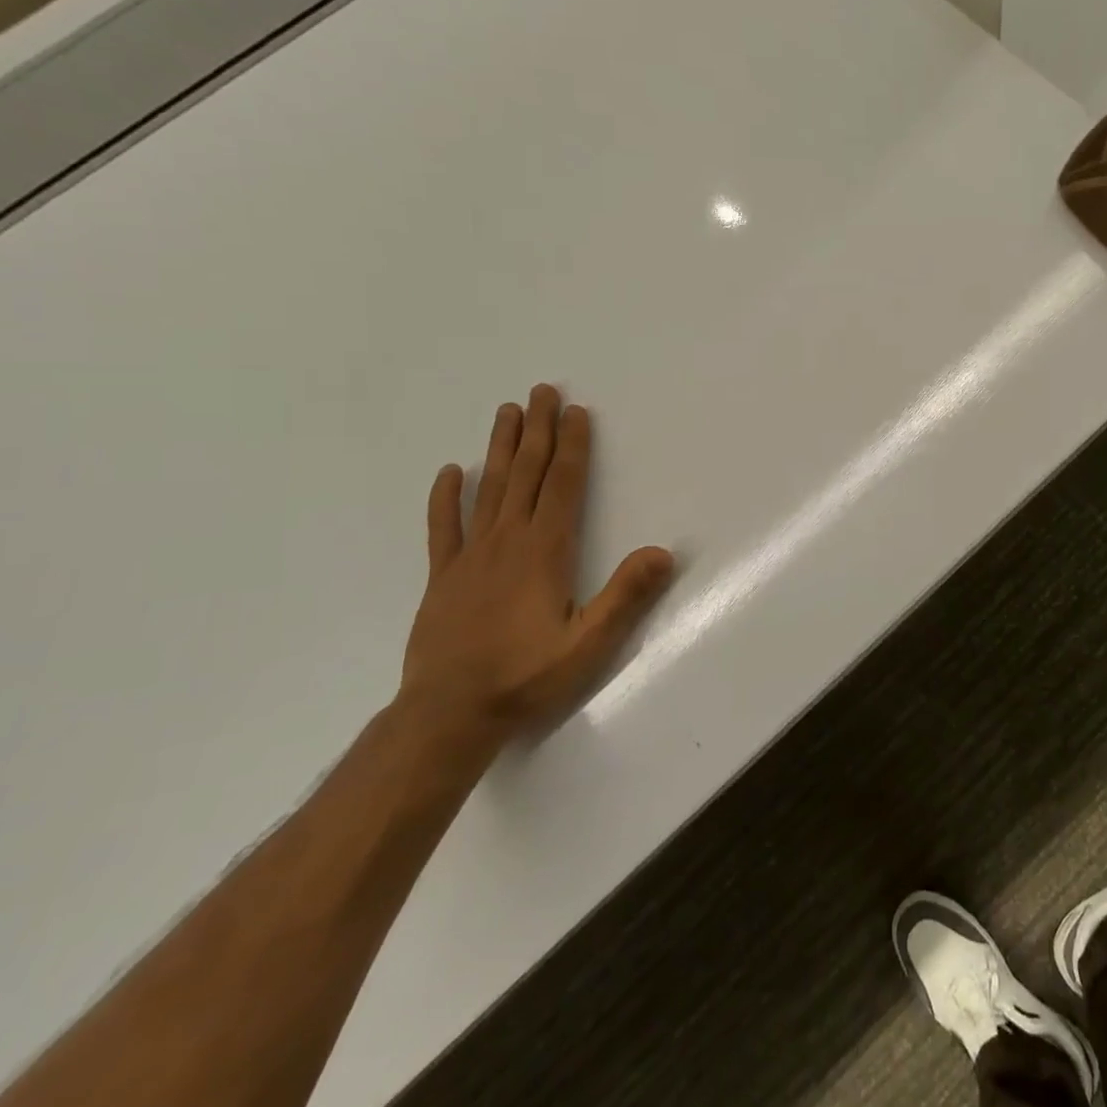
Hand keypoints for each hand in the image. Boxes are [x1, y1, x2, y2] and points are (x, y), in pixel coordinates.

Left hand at [399, 385, 673, 747]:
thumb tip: (664, 552)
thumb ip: (626, 596)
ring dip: (500, 448)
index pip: (563, 486)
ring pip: (489, 489)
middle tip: (542, 391)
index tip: (576, 413)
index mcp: (545, 551)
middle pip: (526, 474)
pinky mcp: (443, 577)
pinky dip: (446, 497)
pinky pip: (444, 527)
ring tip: (506, 412)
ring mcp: (471, 557)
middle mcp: (507, 542)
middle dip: (538, 430)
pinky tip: (450, 472)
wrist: (447, 716)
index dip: (572, 447)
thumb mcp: (589, 644)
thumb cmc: (526, 678)